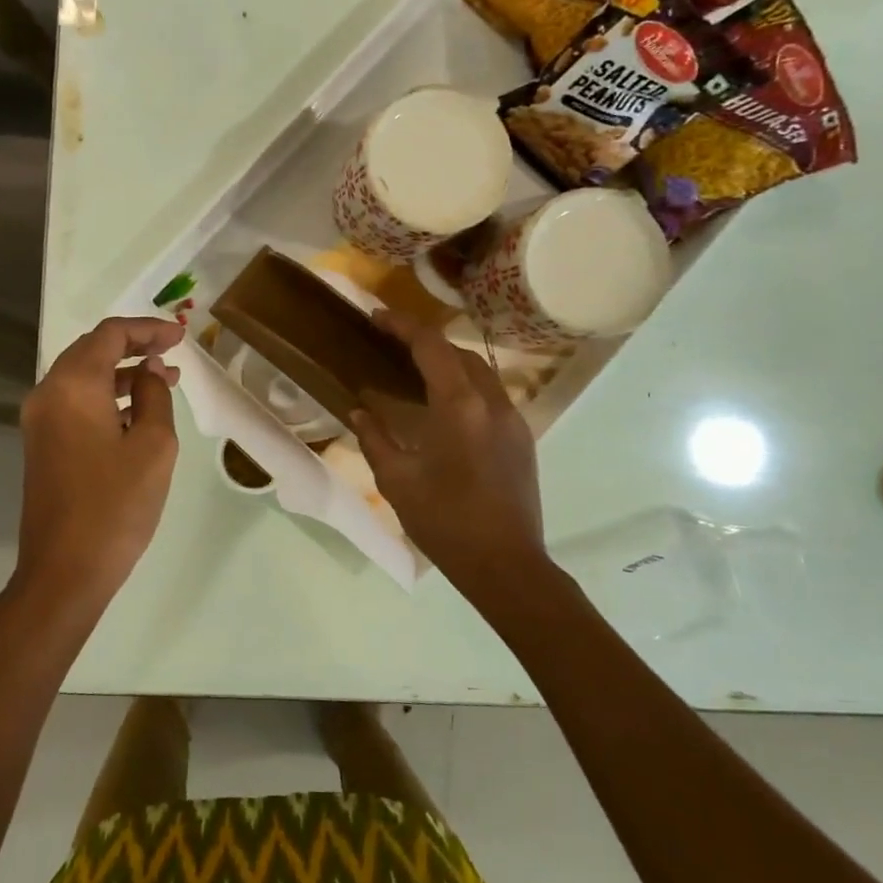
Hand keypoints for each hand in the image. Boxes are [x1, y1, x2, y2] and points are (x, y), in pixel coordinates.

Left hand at [15, 316, 185, 610]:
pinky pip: (76, 402)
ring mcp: (40, 420)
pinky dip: (106, 395)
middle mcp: (48, 393)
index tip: (181, 335)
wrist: (64, 571)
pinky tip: (138, 409)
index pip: (110, 335)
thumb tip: (150, 370)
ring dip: (122, 372)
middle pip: (92, 350)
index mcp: (73, 386)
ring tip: (166, 377)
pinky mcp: (42, 444)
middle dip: (134, 345)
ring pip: (83, 376)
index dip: (148, 329)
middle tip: (173, 349)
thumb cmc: (116, 506)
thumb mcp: (153, 445)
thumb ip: (154, 395)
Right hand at [350, 309, 546, 596]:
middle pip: (459, 352)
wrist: (506, 565)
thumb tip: (359, 411)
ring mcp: (513, 419)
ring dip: (449, 362)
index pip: (431, 346)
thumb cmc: (445, 523)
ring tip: (416, 372)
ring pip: (480, 371)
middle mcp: (492, 402)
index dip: (402, 325)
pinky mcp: (522, 438)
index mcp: (459, 407)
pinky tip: (445, 408)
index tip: (376, 317)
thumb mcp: (397, 481)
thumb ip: (375, 439)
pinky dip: (466, 386)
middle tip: (392, 345)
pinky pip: (491, 395)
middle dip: (426, 341)